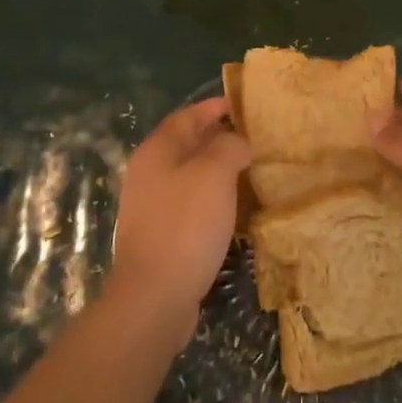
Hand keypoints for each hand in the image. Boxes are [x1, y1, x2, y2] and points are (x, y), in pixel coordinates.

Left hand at [107, 97, 250, 352]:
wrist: (155, 297)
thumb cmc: (185, 225)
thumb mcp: (214, 174)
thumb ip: (229, 147)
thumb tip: (237, 142)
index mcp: (156, 151)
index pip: (187, 116)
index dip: (214, 107)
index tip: (242, 106)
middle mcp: (148, 173)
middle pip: (186, 145)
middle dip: (218, 138)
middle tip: (253, 138)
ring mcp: (151, 206)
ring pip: (189, 176)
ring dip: (217, 170)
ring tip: (250, 171)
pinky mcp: (160, 236)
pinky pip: (190, 204)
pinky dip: (212, 198)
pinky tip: (233, 209)